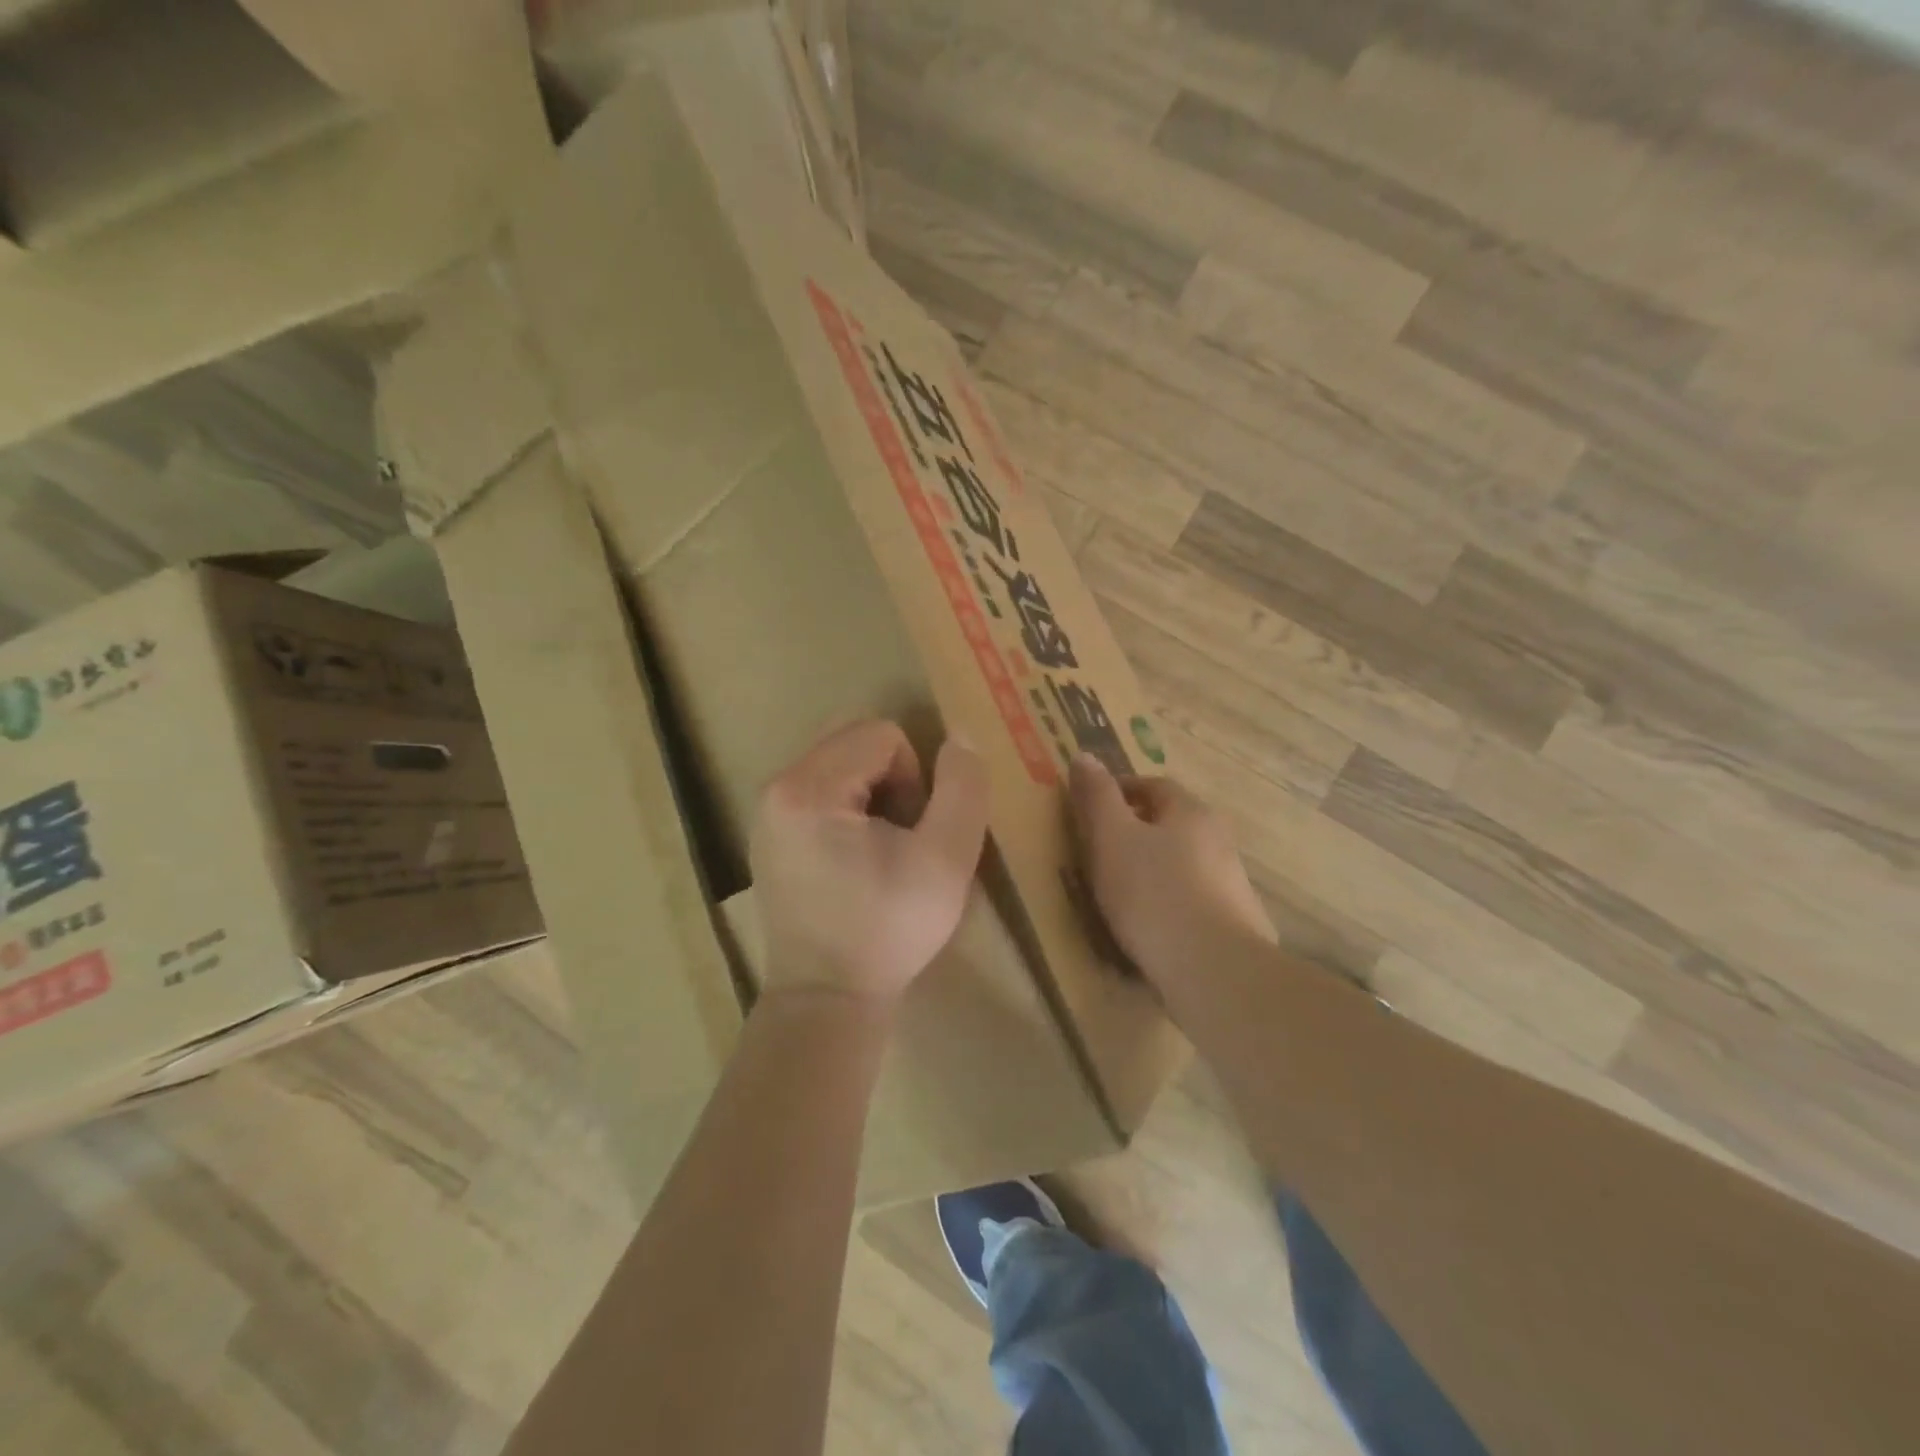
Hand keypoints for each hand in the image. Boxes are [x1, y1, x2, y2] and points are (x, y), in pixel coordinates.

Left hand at [750, 720, 989, 1006]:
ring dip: (873, 796)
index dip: (914, 778)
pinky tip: (856, 861)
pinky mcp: (769, 838)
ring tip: (880, 852)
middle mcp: (777, 789)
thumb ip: (962, 787)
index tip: (912, 833)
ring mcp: (767, 815)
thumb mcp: (947, 858)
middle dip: (892, 780)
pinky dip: (848, 812)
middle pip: (855, 742)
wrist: (828, 1000)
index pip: (882, 735)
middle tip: (900, 838)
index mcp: (808, 787)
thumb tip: (959, 735)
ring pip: (839, 766)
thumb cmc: (888, 929)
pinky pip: (819, 793)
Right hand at [1068, 753, 1274, 994]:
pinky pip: (1193, 899)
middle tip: (1100, 848)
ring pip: (1184, 861)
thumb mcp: (1112, 838)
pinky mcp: (1236, 923)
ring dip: (1155, 866)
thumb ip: (1097, 796)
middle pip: (1172, 823)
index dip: (1120, 790)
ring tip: (1121, 891)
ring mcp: (1233, 883)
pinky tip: (1151, 925)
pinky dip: (1170, 901)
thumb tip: (1084, 756)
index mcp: (1190, 812)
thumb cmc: (1153, 893)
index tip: (1091, 806)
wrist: (1214, 970)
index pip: (1154, 785)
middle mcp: (1219, 839)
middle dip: (1137, 829)